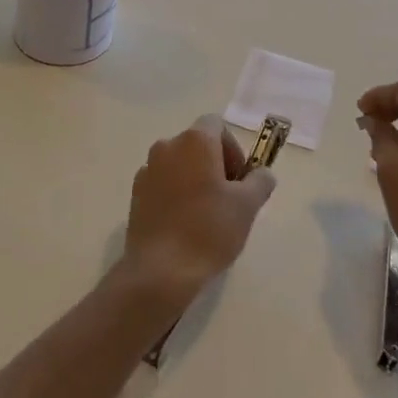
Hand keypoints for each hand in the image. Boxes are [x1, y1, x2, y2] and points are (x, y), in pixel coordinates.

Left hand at [121, 114, 275, 306]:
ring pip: (179, 165)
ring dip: (194, 179)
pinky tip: (184, 225)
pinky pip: (162, 184)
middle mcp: (167, 146)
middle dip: (215, 165)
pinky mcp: (135, 195)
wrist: (160, 272)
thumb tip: (262, 173)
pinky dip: (175, 195)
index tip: (239, 180)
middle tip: (227, 199)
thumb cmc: (209, 230)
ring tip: (206, 215)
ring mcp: (147, 170)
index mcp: (194, 140)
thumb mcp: (247, 205)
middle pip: (197, 144)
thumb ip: (260, 181)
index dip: (233, 149)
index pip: (217, 126)